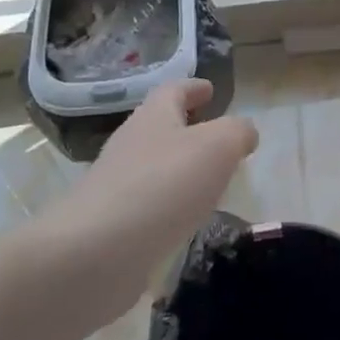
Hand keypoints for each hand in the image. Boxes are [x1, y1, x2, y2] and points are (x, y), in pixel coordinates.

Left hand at [51, 79, 257, 324]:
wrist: (96, 252)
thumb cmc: (163, 186)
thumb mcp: (217, 147)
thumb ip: (237, 133)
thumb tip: (244, 132)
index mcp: (153, 118)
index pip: (172, 91)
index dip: (192, 88)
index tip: (209, 89)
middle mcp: (130, 145)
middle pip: (158, 126)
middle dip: (185, 127)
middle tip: (213, 136)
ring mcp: (116, 185)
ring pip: (153, 166)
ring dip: (178, 167)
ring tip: (206, 180)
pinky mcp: (111, 223)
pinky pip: (147, 203)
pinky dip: (168, 203)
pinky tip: (184, 218)